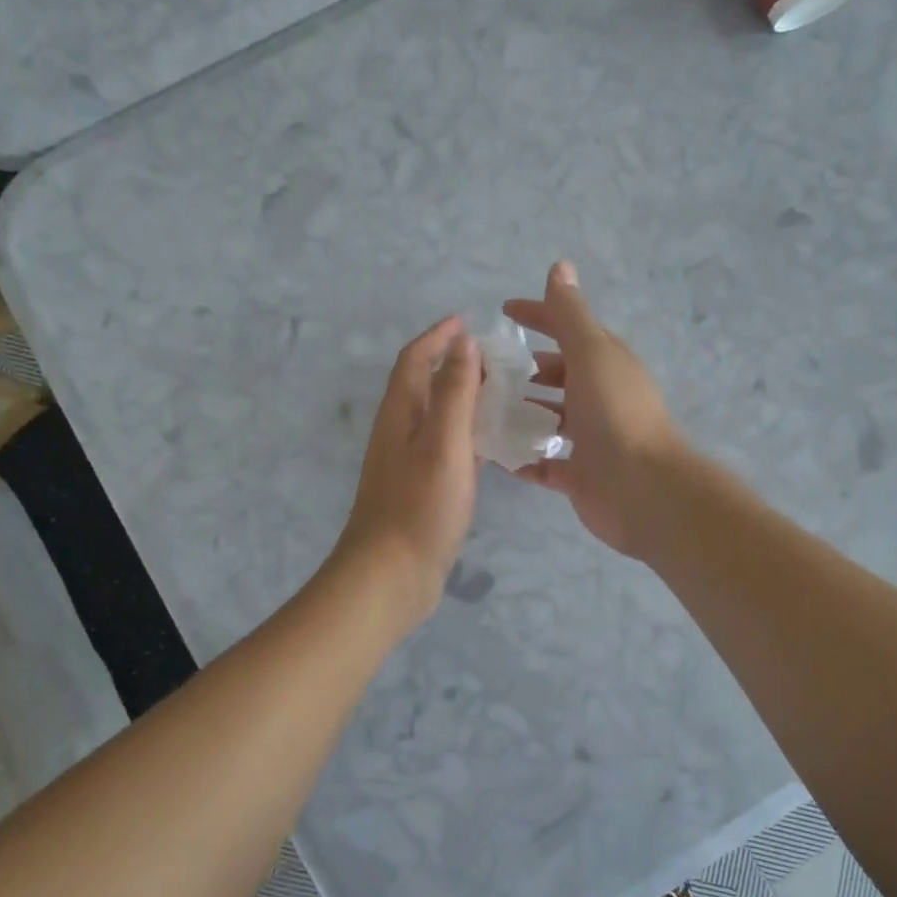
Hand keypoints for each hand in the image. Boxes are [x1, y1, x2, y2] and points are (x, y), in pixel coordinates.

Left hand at [335, 317, 482, 623]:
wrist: (391, 576)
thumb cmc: (419, 506)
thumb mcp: (442, 442)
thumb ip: (453, 391)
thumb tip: (463, 342)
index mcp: (400, 413)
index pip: (414, 359)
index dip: (438, 336)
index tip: (468, 320)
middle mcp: (401, 430)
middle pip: (426, 384)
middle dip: (456, 363)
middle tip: (500, 359)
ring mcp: (410, 461)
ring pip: (439, 416)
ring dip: (466, 398)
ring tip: (506, 393)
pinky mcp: (424, 487)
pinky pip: (449, 446)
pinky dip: (470, 434)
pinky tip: (497, 444)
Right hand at [504, 262, 684, 557]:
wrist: (641, 488)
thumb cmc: (614, 413)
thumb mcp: (590, 353)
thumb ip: (570, 314)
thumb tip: (560, 266)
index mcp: (604, 363)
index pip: (568, 329)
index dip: (539, 315)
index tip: (504, 310)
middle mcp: (599, 397)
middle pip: (558, 375)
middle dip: (524, 369)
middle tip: (483, 369)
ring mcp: (590, 438)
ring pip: (550, 418)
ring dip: (520, 412)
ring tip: (480, 408)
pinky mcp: (580, 475)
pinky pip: (544, 463)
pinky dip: (523, 457)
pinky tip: (495, 453)